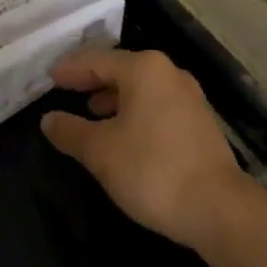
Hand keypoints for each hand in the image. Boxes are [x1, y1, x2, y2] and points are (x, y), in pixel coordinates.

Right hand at [40, 48, 250, 250]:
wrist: (218, 207)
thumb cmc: (152, 170)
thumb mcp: (100, 151)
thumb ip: (71, 131)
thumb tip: (49, 120)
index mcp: (144, 69)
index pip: (97, 60)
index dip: (71, 69)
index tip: (49, 77)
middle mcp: (169, 73)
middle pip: (121, 69)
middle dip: (92, 80)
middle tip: (66, 89)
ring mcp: (189, 96)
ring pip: (141, 87)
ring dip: (114, 96)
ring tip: (91, 112)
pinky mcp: (199, 121)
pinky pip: (157, 104)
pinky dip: (135, 110)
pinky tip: (124, 132)